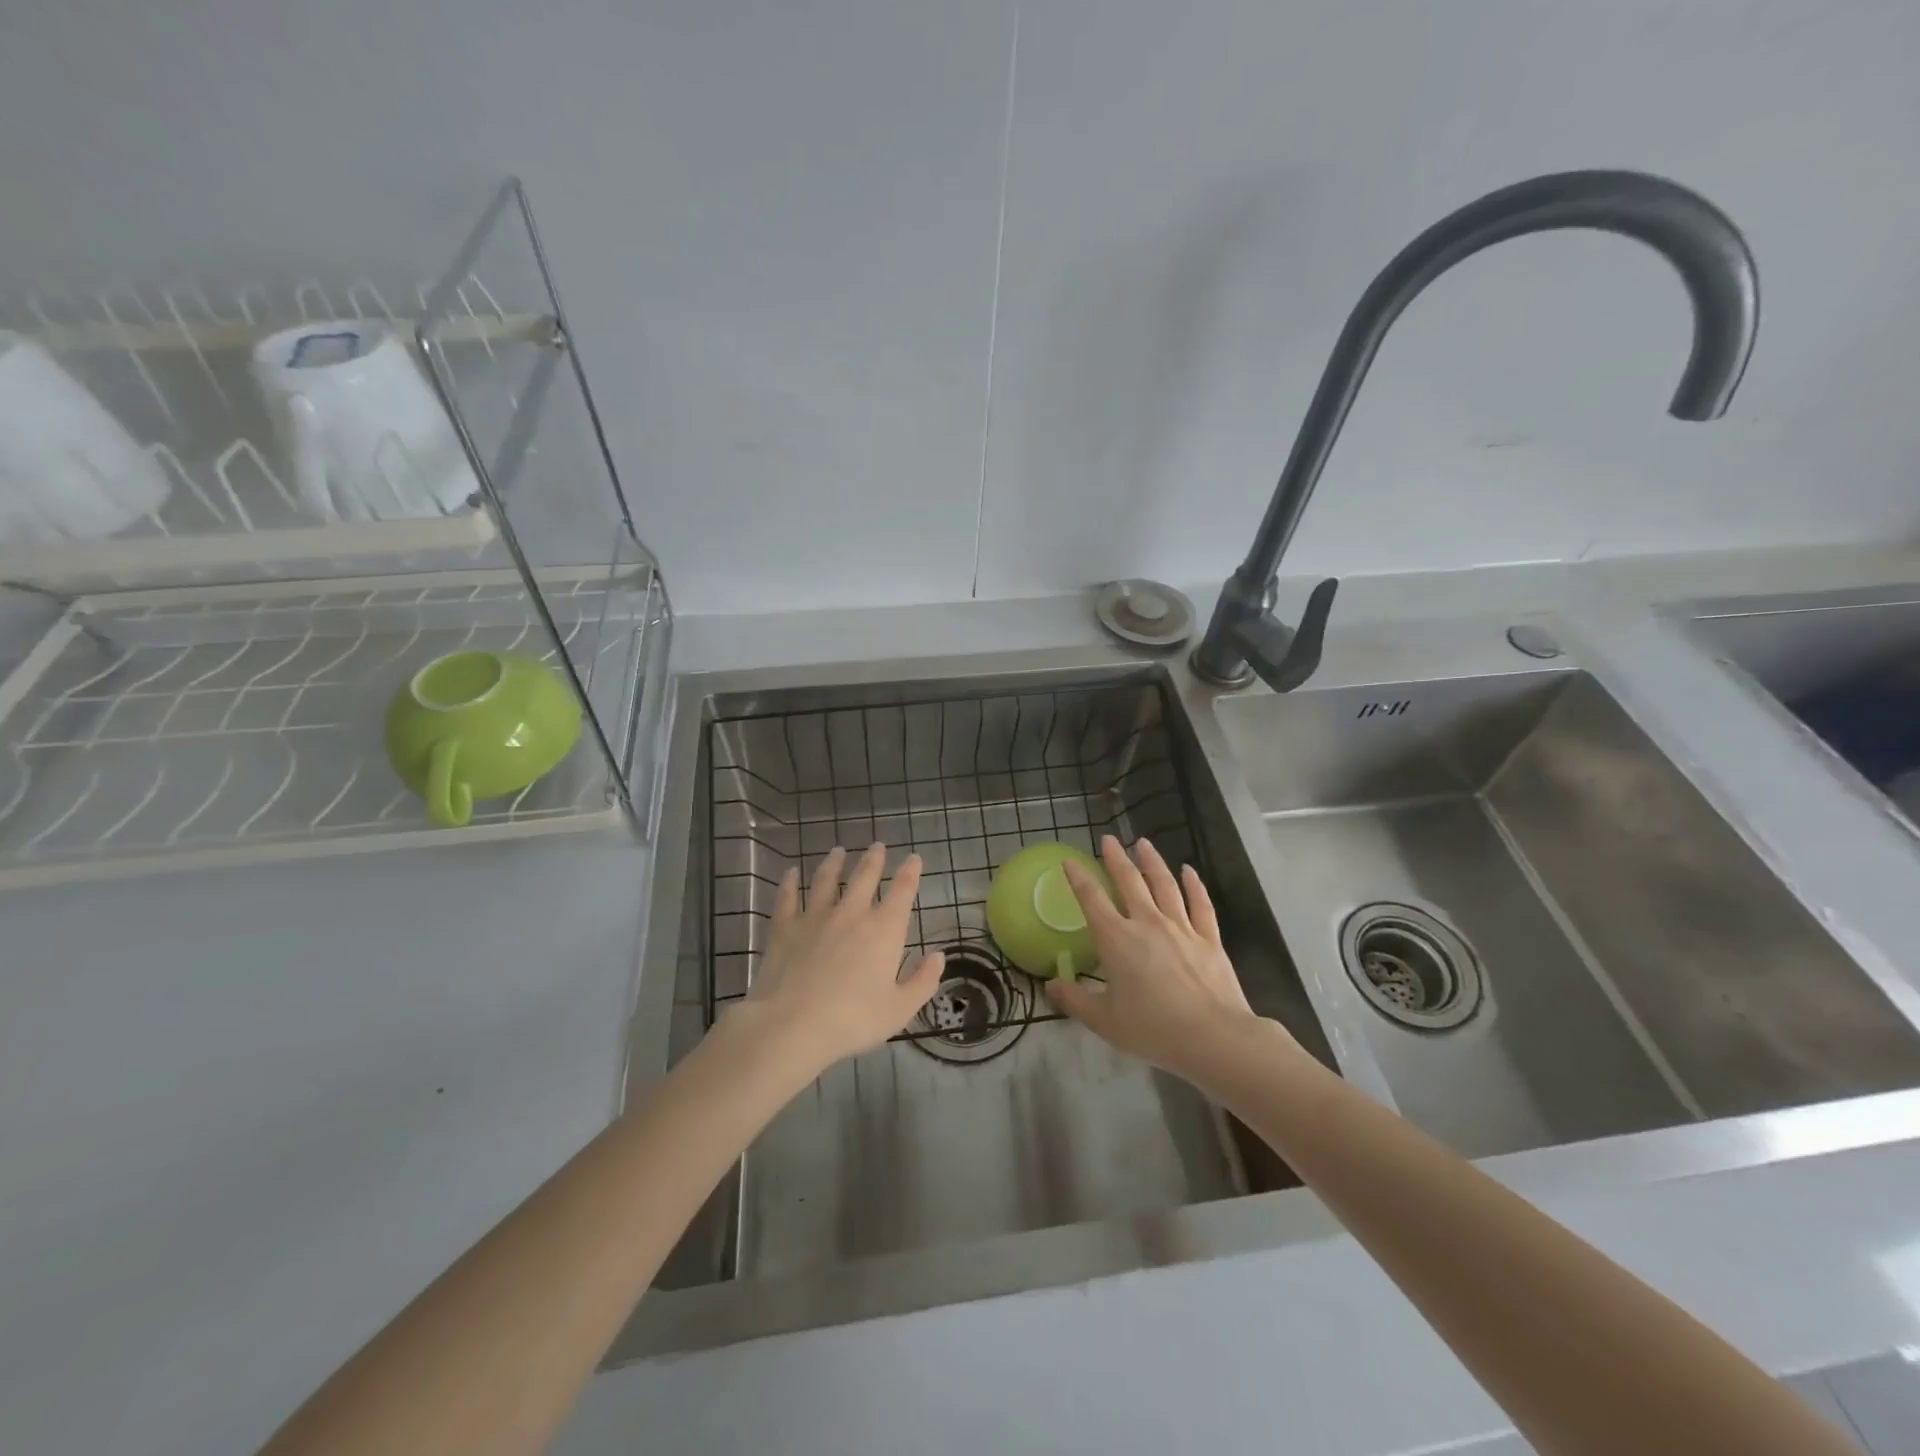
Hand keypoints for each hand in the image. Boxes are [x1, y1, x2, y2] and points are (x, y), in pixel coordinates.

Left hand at [732, 843, 944, 1072]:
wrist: (792, 1024)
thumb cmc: (853, 1020)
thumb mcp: (900, 1009)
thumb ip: (923, 981)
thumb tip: (939, 956)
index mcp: (884, 930)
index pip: (903, 891)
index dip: (910, 872)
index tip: (914, 857)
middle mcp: (852, 913)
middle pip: (865, 876)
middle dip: (873, 859)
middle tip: (877, 845)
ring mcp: (815, 917)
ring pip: (826, 880)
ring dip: (834, 863)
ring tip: (838, 851)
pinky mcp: (785, 927)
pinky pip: (787, 897)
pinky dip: (789, 883)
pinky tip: (790, 873)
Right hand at [1047, 834, 1268, 1082]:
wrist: (1212, 1037)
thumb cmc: (1152, 1029)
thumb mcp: (1103, 1020)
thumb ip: (1074, 1000)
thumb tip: (1049, 986)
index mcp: (1116, 939)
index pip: (1091, 899)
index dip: (1078, 877)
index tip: (1070, 860)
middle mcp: (1147, 923)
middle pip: (1130, 881)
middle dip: (1116, 858)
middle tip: (1109, 840)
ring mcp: (1181, 928)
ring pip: (1164, 885)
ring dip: (1152, 862)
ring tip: (1143, 843)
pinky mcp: (1209, 939)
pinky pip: (1200, 904)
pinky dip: (1194, 885)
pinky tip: (1189, 871)